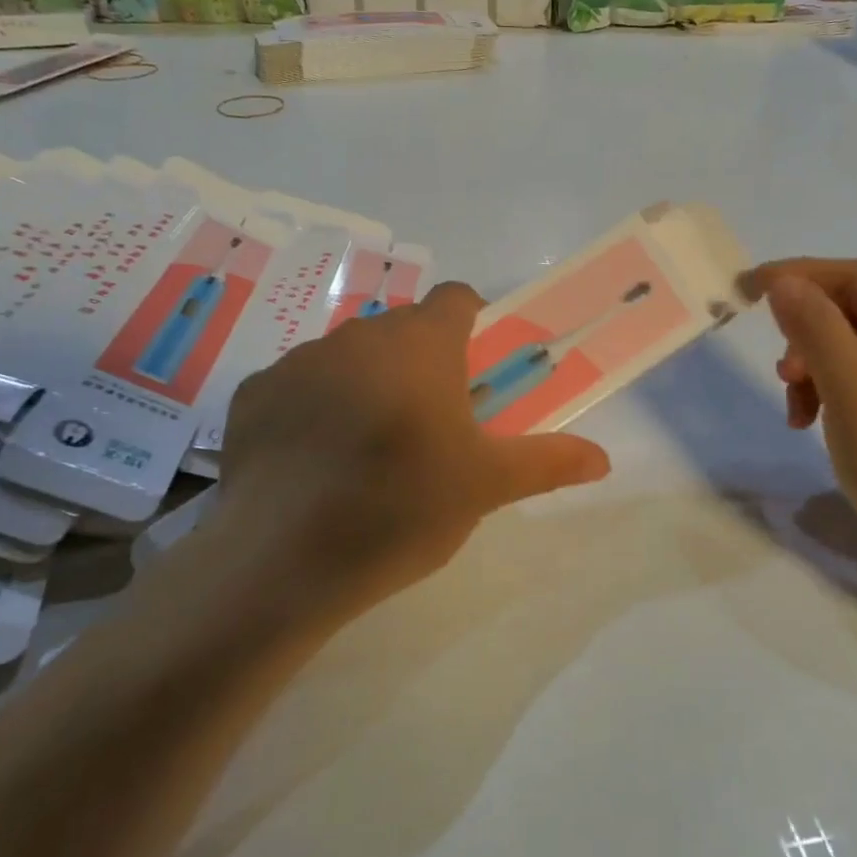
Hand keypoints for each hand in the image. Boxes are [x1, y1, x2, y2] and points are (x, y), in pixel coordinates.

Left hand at [190, 282, 610, 618]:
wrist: (283, 558)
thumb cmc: (402, 508)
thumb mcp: (486, 487)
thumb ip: (548, 462)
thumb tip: (604, 459)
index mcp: (421, 344)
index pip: (457, 299)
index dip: (473, 325)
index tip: (476, 373)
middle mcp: (358, 335)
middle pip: (402, 330)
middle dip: (422, 362)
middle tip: (431, 424)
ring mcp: (298, 360)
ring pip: (348, 356)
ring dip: (367, 383)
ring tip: (369, 450)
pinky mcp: (252, 394)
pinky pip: (298, 386)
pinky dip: (313, 408)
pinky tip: (313, 463)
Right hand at [740, 257, 856, 599]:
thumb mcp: (856, 392)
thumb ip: (818, 331)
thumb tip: (783, 283)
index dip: (806, 274)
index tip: (750, 289)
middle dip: (811, 325)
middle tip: (780, 363)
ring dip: (816, 361)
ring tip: (793, 402)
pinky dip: (831, 387)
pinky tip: (810, 419)